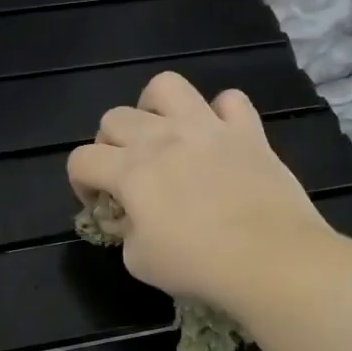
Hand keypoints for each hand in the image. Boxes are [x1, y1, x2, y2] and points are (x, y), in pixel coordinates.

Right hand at [66, 71, 329, 309]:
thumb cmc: (198, 264)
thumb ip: (123, 233)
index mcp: (130, 170)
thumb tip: (125, 219)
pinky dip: (219, 114)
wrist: (271, 257)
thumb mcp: (139, 261)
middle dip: (109, 146)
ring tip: (162, 135)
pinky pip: (229, 100)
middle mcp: (162, 137)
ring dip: (154, 108)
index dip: (80, 183)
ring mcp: (207, 127)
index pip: (81, 159)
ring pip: (166, 87)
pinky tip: (218, 139)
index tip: (98, 206)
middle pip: (114, 118)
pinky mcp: (247, 131)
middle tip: (126, 176)